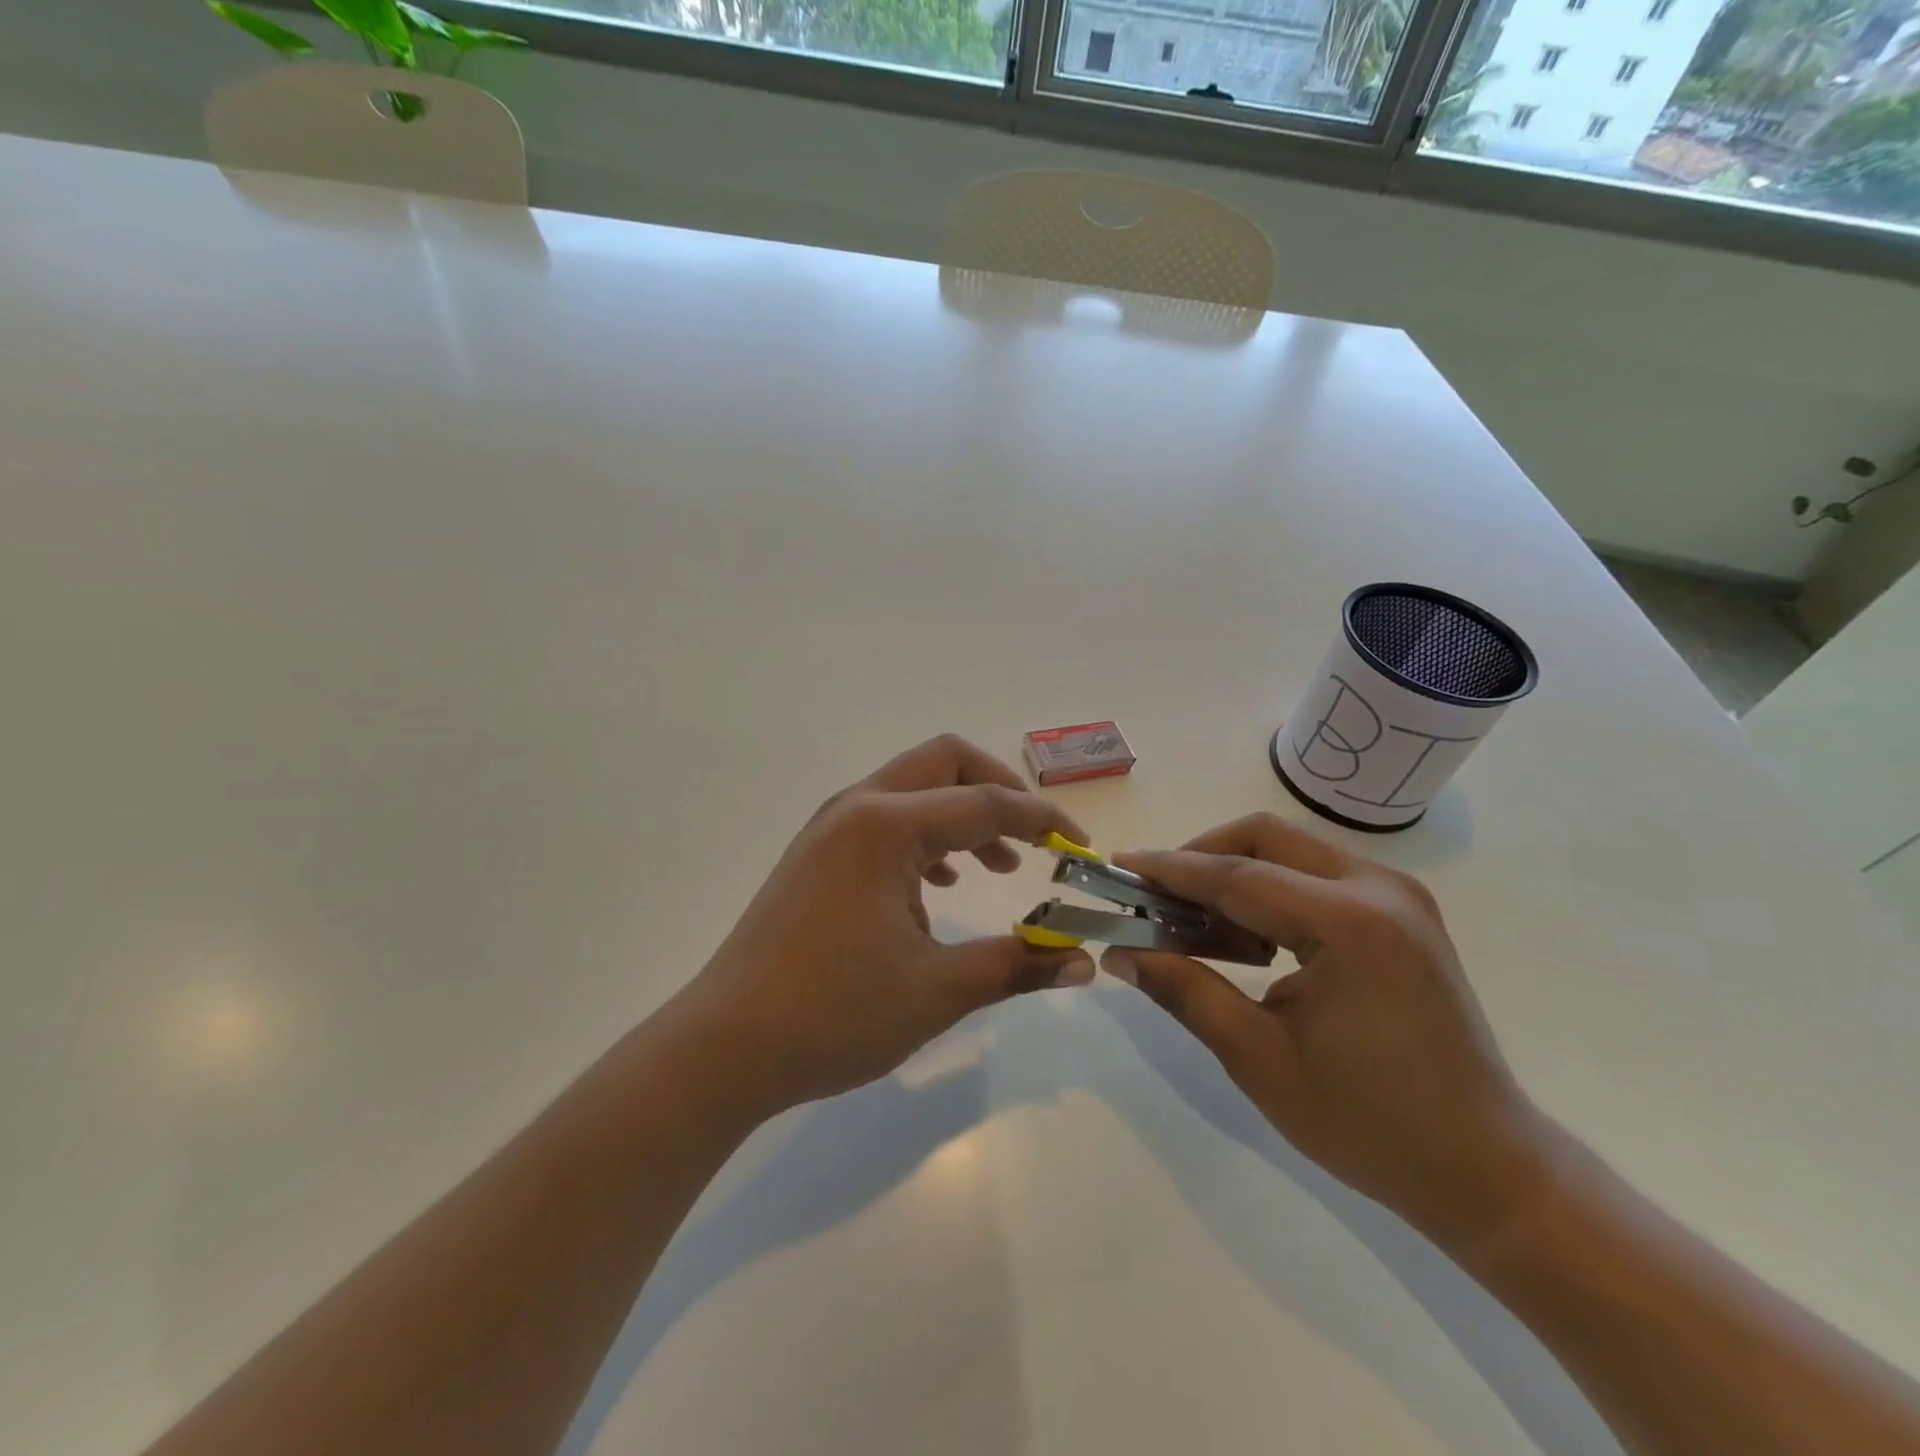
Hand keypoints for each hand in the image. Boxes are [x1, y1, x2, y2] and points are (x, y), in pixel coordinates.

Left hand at [667, 736, 1095, 1118]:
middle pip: (945, 762)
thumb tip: (1083, 961)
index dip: (1043, 820)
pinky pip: (884, 818)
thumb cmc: (835, 1013)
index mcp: (889, 825)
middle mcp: (858, 808)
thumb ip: (1017, 964)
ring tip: (995, 868)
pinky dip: (925, 835)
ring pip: (913, 788)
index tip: (1081, 849)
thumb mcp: (938, 990)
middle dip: (1000, 789)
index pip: (987, 802)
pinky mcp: (816, 853)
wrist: (726, 1046)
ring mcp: (830, 827)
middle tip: (1035, 838)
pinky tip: (937, 885)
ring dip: (961, 813)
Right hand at [1107, 815, 1556, 1251]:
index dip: (1168, 869)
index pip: (1236, 874)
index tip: (1117, 864)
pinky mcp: (1399, 914)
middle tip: (1154, 895)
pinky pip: (1315, 877)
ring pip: (1289, 851)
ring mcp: (1396, 896)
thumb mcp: (1259, 1059)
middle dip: (1200, 857)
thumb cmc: (1369, 1124)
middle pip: (1265, 837)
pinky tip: (1242, 938)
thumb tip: (1118, 951)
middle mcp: (1379, 889)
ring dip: (1232, 874)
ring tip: (1188, 922)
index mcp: (1350, 924)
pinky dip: (1268, 892)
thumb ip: (1184, 991)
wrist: (1487, 1169)